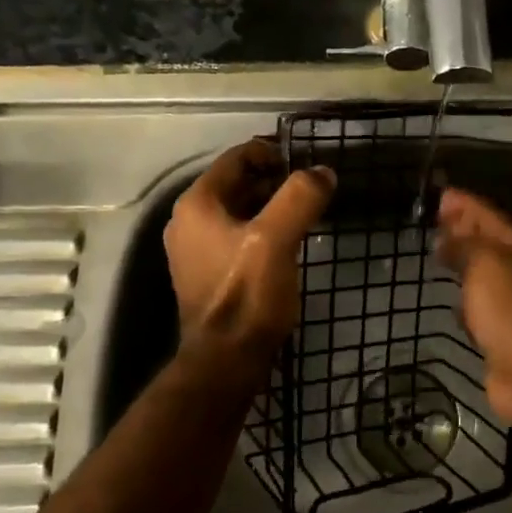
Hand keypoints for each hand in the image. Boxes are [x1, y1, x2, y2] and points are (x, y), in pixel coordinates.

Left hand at [164, 139, 334, 363]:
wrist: (226, 360)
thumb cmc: (247, 294)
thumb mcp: (277, 239)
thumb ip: (300, 197)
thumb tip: (323, 172)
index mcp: (198, 204)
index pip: (235, 159)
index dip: (270, 152)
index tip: (304, 160)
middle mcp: (188, 222)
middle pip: (236, 184)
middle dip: (273, 180)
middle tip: (311, 188)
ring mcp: (195, 251)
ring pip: (238, 211)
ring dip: (270, 206)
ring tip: (305, 212)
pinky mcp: (208, 274)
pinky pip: (237, 237)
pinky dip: (261, 231)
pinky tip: (288, 244)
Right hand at [435, 187, 511, 429]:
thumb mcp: (485, 264)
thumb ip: (464, 245)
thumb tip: (447, 236)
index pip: (488, 215)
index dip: (465, 204)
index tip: (440, 195)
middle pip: (488, 242)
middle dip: (464, 230)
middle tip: (436, 221)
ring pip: (484, 275)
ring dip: (464, 265)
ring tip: (440, 256)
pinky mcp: (506, 335)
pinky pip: (482, 309)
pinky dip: (467, 302)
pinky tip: (454, 306)